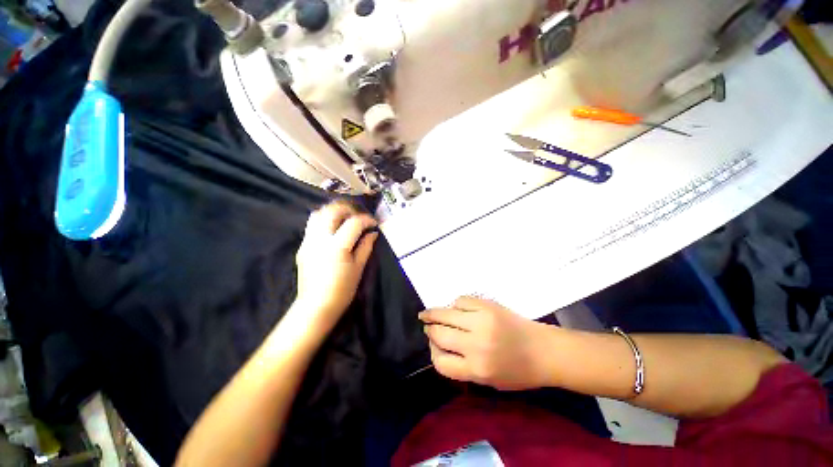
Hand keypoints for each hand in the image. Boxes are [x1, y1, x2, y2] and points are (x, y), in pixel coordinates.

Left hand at [294, 201, 378, 331]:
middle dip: (348, 208)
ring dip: (333, 211)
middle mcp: (320, 239)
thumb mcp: (359, 268)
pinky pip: (312, 225)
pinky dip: (324, 220)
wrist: (316, 306)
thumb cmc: (342, 290)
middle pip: (332, 211)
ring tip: (345, 218)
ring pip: (318, 214)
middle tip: (359, 215)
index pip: (354, 223)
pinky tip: (333, 229)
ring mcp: (308, 241)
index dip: (366, 219)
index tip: (374, 223)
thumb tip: (373, 233)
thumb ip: (366, 247)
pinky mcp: (302, 246)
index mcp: (337, 246)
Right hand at [419, 297, 550, 389]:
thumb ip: (462, 367)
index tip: (434, 346)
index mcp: (477, 369)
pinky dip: (456, 304)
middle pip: (439, 334)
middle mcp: (476, 344)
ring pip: (446, 313)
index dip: (433, 353)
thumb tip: (440, 346)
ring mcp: (482, 320)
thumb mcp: (489, 381)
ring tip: (428, 314)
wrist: (545, 350)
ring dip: (434, 314)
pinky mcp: (488, 305)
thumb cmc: (519, 371)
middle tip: (426, 325)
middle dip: (429, 330)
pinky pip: (462, 300)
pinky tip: (456, 308)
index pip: (440, 362)